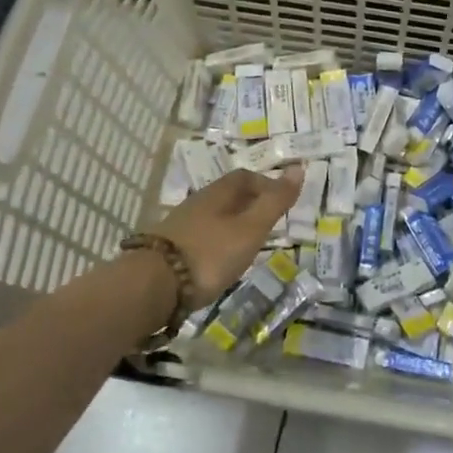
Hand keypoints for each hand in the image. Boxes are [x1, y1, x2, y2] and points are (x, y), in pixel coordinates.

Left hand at [152, 167, 302, 304]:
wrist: (153, 285)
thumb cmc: (211, 253)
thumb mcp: (251, 228)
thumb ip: (275, 201)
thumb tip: (298, 167)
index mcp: (219, 193)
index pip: (245, 177)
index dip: (266, 184)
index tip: (282, 202)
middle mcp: (198, 202)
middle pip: (228, 195)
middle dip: (250, 204)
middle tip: (269, 223)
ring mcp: (181, 225)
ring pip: (214, 216)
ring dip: (233, 224)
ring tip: (248, 244)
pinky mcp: (170, 248)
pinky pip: (201, 235)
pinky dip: (217, 241)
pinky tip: (220, 260)